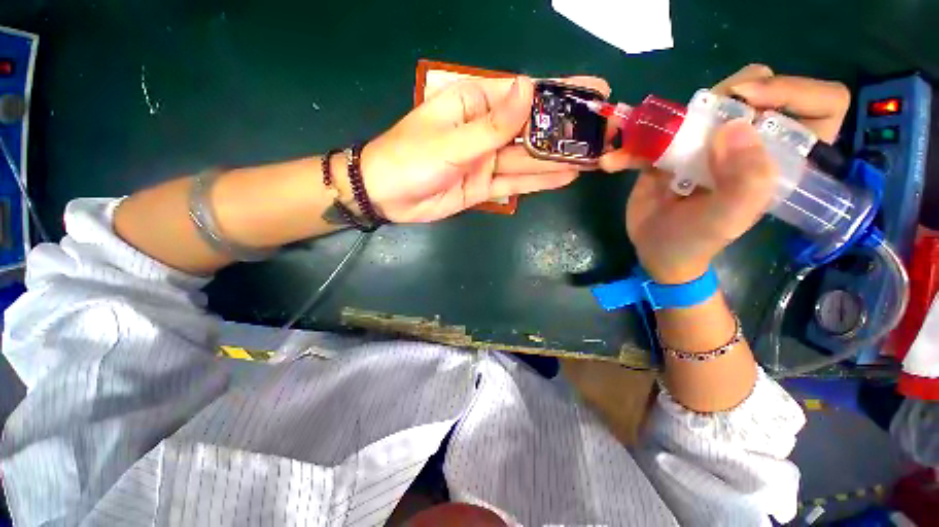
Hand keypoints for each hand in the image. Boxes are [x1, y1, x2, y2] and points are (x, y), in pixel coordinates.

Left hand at [360, 75, 609, 222]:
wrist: (388, 196)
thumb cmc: (411, 158)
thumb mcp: (453, 140)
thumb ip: (493, 124)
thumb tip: (529, 89)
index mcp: (476, 105)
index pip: (525, 96)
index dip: (560, 93)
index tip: (595, 93)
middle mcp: (486, 132)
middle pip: (532, 130)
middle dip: (566, 131)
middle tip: (604, 132)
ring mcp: (487, 161)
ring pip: (528, 159)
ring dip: (558, 159)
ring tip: (593, 158)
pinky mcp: (485, 187)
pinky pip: (516, 182)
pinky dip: (539, 181)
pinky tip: (564, 178)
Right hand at [600, 64, 850, 282]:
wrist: (655, 250)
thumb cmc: (695, 241)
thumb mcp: (726, 220)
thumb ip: (745, 180)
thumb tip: (736, 126)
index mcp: (779, 158)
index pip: (822, 105)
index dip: (794, 91)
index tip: (750, 101)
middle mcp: (749, 143)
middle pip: (757, 89)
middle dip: (729, 94)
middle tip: (701, 116)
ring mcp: (708, 144)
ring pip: (705, 103)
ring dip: (669, 117)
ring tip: (643, 142)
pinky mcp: (671, 151)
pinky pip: (654, 134)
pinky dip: (630, 146)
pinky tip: (613, 163)